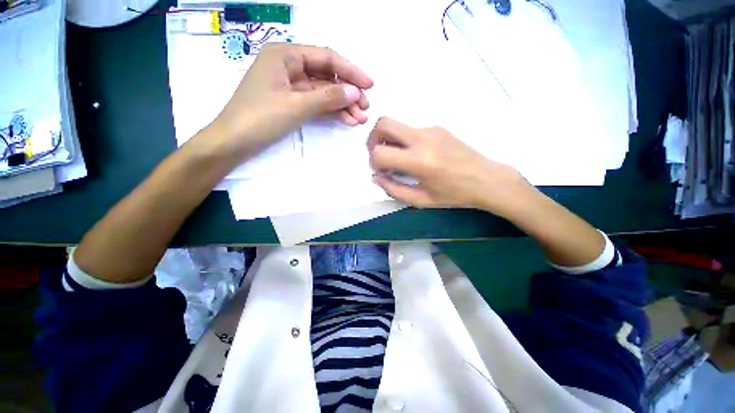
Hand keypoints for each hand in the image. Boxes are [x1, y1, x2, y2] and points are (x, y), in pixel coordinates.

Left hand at [205, 43, 373, 160]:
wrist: (234, 142)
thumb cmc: (260, 118)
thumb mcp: (296, 105)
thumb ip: (328, 97)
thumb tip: (355, 92)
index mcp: (285, 55)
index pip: (326, 58)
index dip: (350, 71)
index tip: (370, 85)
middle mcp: (289, 66)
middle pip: (327, 76)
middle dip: (348, 92)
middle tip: (366, 108)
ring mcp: (291, 86)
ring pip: (324, 92)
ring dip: (342, 105)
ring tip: (360, 118)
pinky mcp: (292, 103)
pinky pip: (316, 103)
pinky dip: (331, 111)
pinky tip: (346, 120)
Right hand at [368, 117, 533, 217]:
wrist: (487, 179)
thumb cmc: (454, 194)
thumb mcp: (421, 200)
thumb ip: (394, 190)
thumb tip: (377, 177)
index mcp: (419, 161)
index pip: (380, 153)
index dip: (373, 162)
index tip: (380, 171)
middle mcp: (423, 139)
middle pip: (384, 123)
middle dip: (373, 139)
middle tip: (379, 156)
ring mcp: (431, 130)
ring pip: (397, 125)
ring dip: (389, 140)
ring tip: (398, 159)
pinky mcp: (438, 128)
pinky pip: (411, 130)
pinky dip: (404, 141)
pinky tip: (414, 156)